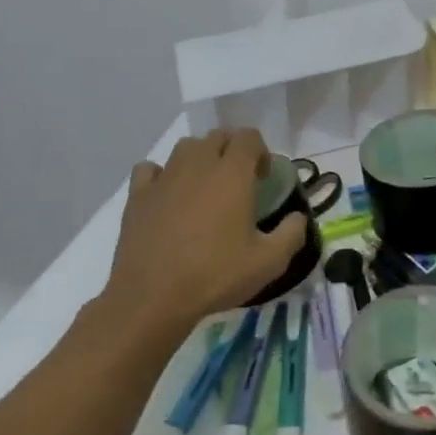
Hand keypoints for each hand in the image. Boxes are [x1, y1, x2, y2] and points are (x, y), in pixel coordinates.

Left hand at [104, 129, 306, 335]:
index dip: (260, 151)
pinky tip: (167, 195)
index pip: (248, 137)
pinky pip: (150, 169)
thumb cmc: (215, 275)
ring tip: (205, 186)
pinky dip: (161, 175)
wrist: (153, 298)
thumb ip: (292, 234)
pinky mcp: (137, 196)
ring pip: (185, 147)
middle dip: (232, 150)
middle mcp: (198, 165)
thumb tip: (298, 218)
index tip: (262, 178)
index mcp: (232, 174)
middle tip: (238, 182)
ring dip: (200, 158)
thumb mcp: (269, 262)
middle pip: (218, 136)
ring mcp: (164, 178)